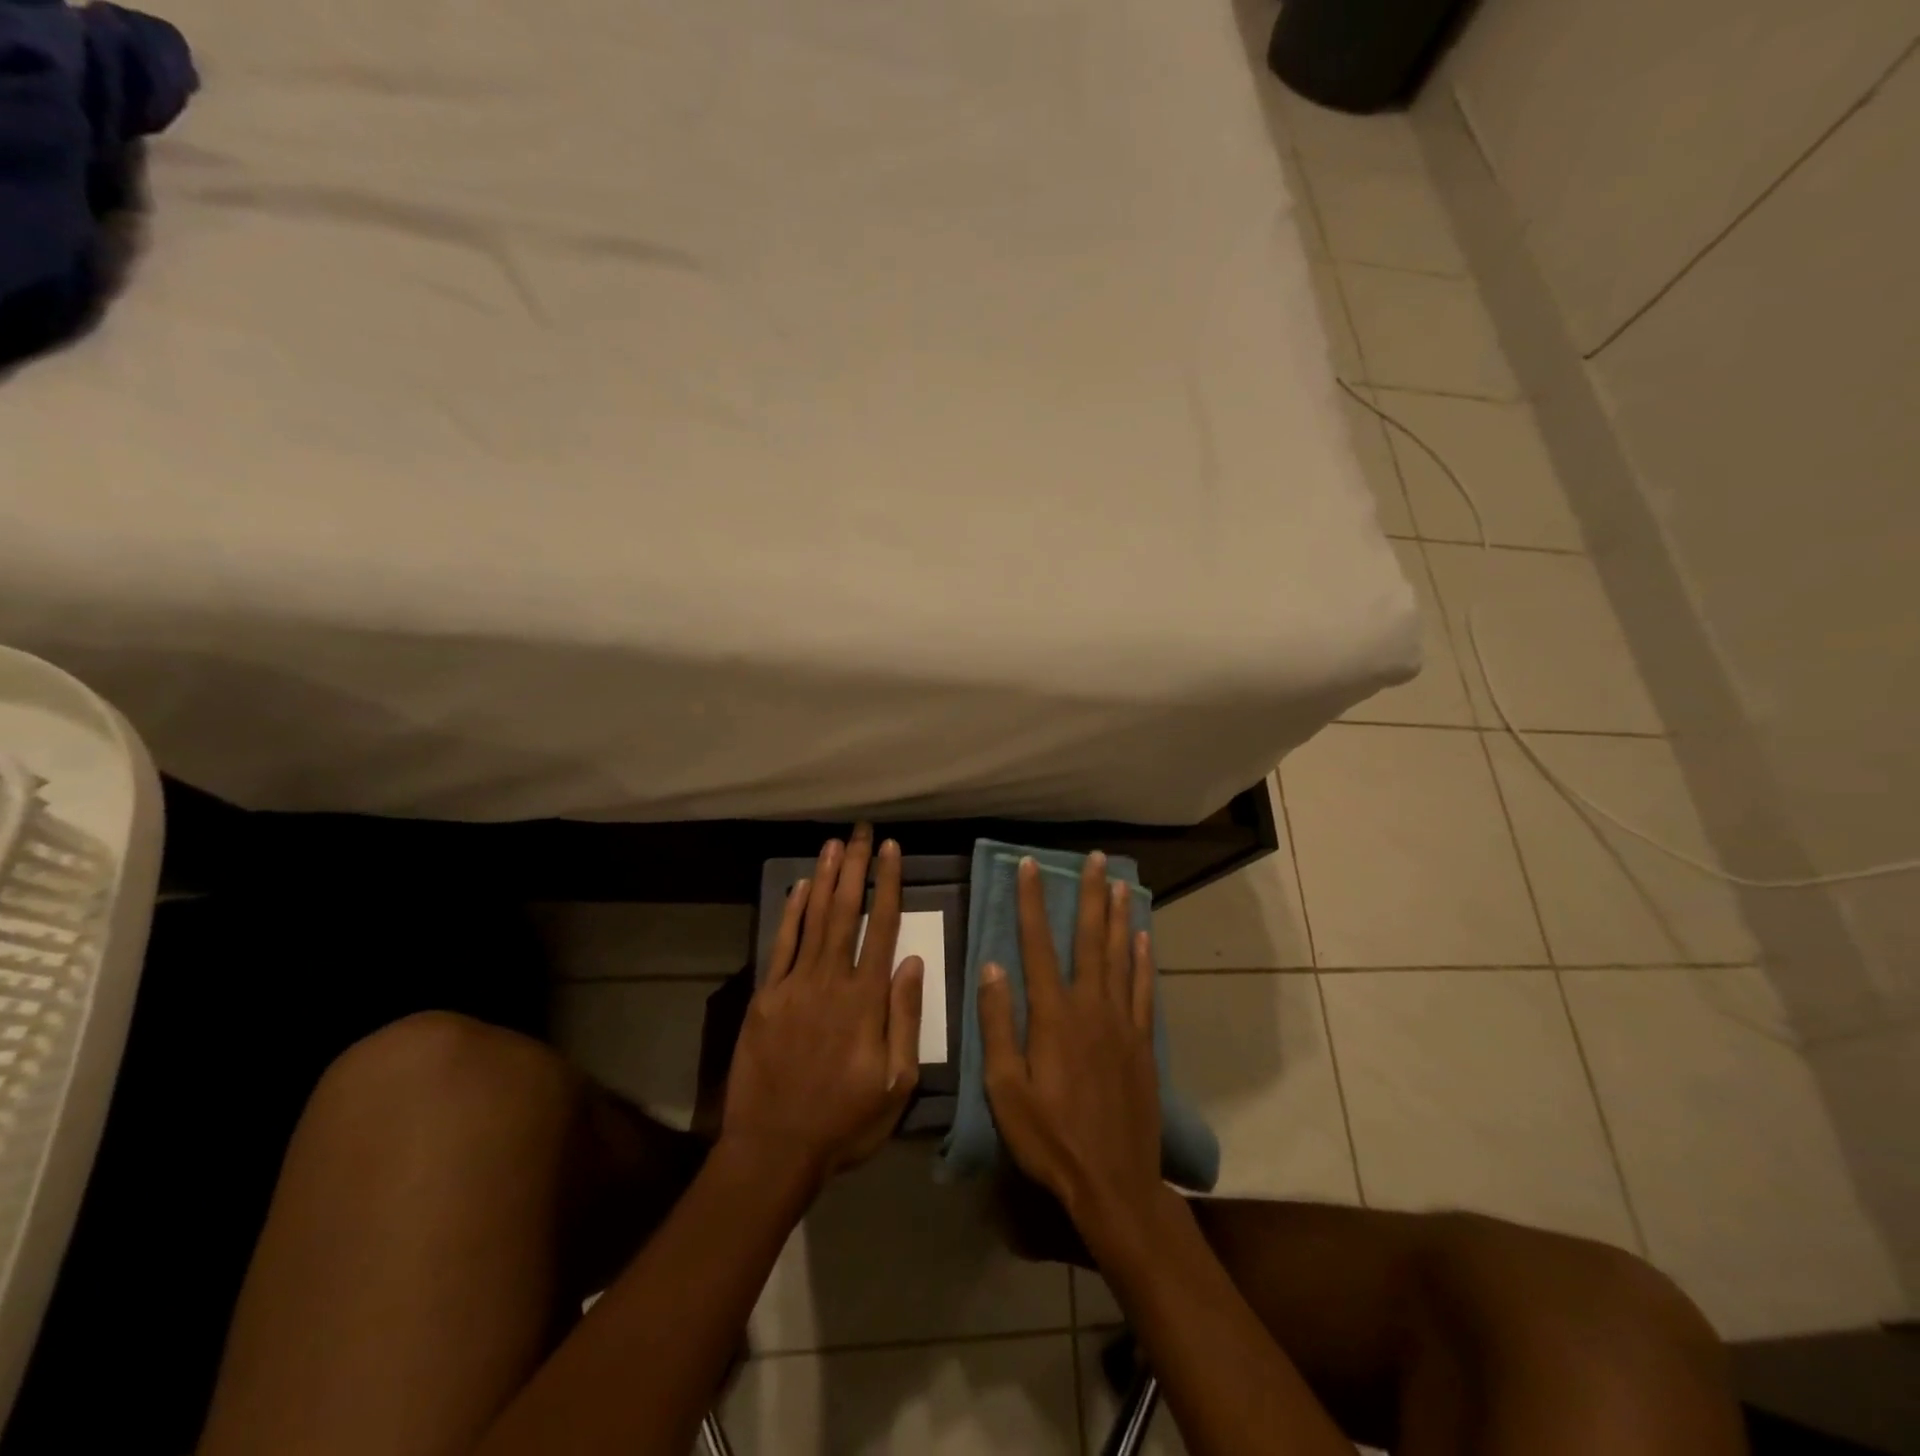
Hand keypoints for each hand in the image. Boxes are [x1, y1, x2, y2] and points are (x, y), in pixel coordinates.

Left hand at [721, 824, 924, 1184]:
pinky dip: (791, 913)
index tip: (892, 850)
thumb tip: (913, 961)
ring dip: (825, 878)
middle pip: (846, 911)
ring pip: (813, 919)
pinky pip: (781, 945)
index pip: (881, 927)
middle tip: (862, 831)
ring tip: (835, 844)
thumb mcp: (896, 1083)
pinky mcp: (765, 997)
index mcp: (866, 999)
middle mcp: (830, 980)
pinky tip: (799, 887)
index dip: (888, 885)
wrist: (774, 1149)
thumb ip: (905, 1018)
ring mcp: (794, 985)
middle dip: (856, 867)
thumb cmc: (845, 1121)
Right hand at [978, 853, 1170, 1255]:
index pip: (1037, 945)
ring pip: (1121, 956)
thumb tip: (992, 966)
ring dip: (1120, 917)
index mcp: (1053, 1016)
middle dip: (1091, 895)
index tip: (1030, 865)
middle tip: (1097, 859)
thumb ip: (998, 1025)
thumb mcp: (1005, 1089)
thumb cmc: (1050, 1139)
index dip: (1032, 902)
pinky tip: (1144, 938)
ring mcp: (1122, 1023)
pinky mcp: (1143, 1043)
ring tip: (1122, 883)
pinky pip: (1144, 990)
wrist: (1114, 1182)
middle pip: (1090, 939)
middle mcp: (1091, 1007)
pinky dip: (1144, 960)